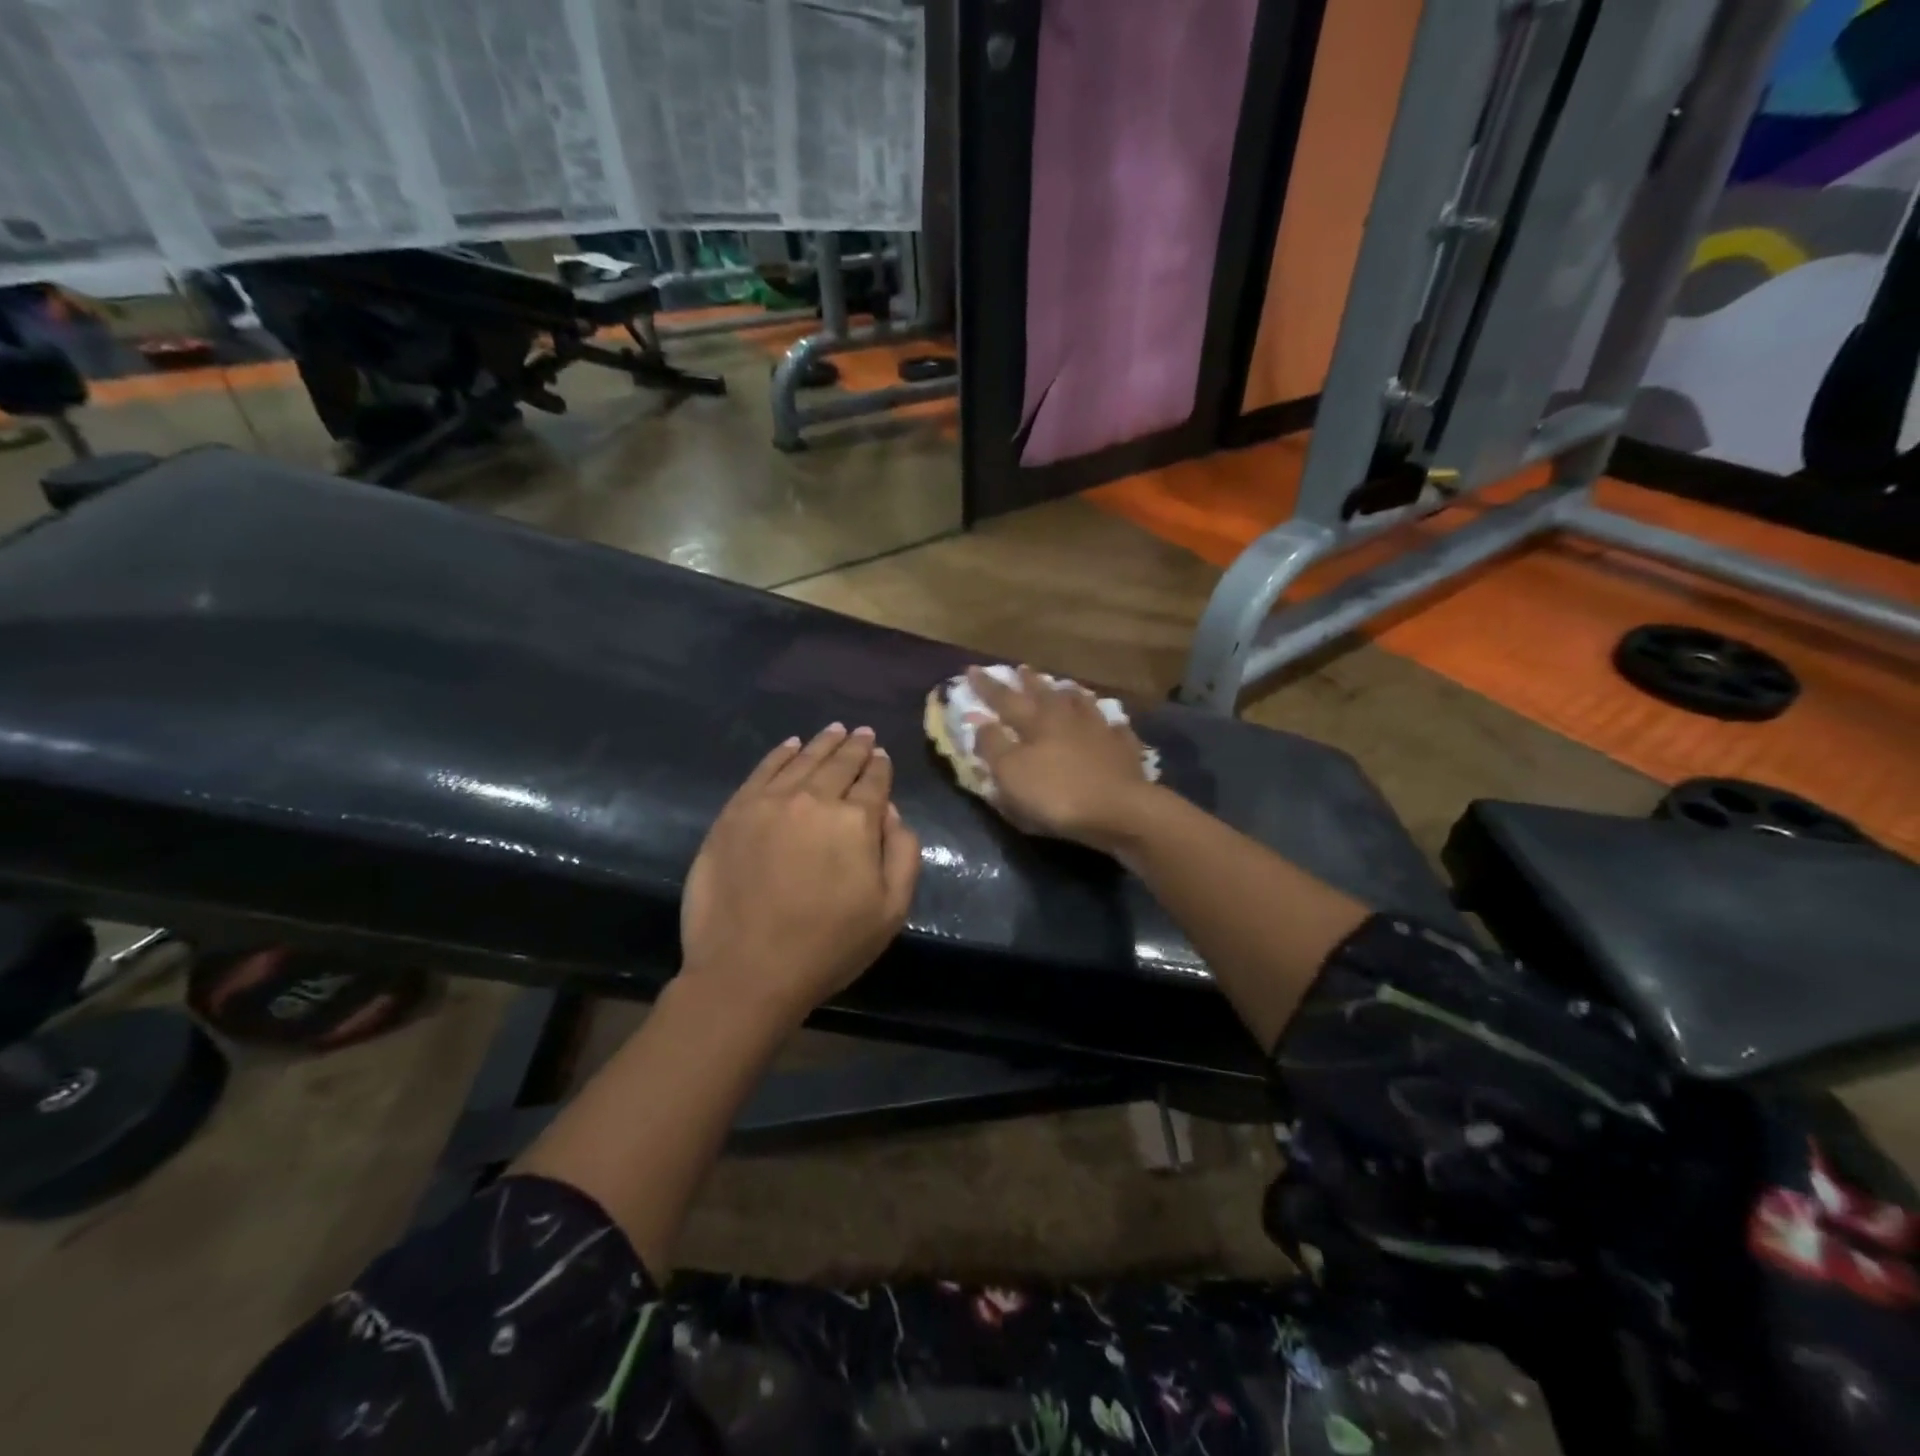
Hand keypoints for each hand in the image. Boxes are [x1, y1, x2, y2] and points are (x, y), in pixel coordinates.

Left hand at [680, 724, 919, 1026]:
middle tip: (862, 734)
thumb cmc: (828, 946)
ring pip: (802, 759)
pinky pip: (763, 771)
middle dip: (855, 746)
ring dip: (821, 743)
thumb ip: (903, 854)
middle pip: (839, 763)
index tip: (881, 756)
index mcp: (856, 821)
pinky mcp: (735, 812)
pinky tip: (790, 745)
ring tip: (834, 730)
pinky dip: (780, 754)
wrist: (747, 970)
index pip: (874, 781)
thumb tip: (890, 812)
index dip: (880, 766)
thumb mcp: (891, 910)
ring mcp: (770, 802)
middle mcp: (814, 799)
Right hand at [965, 665, 1160, 849]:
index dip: (987, 686)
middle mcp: (1067, 718)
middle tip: (1020, 669)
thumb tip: (979, 721)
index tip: (971, 670)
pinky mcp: (1124, 750)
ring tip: (1064, 687)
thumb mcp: (1011, 773)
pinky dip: (1108, 723)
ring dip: (1069, 694)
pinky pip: (1115, 729)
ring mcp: (1100, 731)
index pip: (1005, 699)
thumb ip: (993, 745)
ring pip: (1082, 704)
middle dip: (1029, 682)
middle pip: (1045, 695)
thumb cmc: (1057, 794)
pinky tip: (1110, 723)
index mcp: (1036, 722)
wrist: (1120, 810)